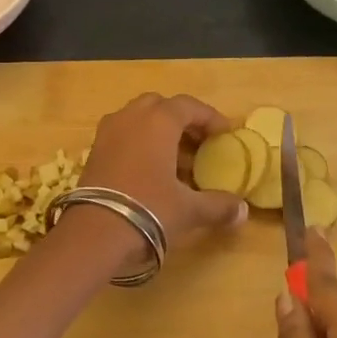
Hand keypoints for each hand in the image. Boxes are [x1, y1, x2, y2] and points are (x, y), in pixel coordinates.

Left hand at [68, 93, 248, 271]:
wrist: (94, 232)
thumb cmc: (148, 209)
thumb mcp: (188, 209)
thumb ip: (217, 205)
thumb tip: (242, 212)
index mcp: (158, 121)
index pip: (189, 106)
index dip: (210, 118)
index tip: (225, 133)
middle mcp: (131, 117)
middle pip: (161, 106)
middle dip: (181, 120)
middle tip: (198, 142)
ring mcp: (108, 132)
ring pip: (138, 118)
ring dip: (158, 131)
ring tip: (176, 159)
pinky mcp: (94, 150)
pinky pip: (122, 134)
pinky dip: (139, 142)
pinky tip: (150, 170)